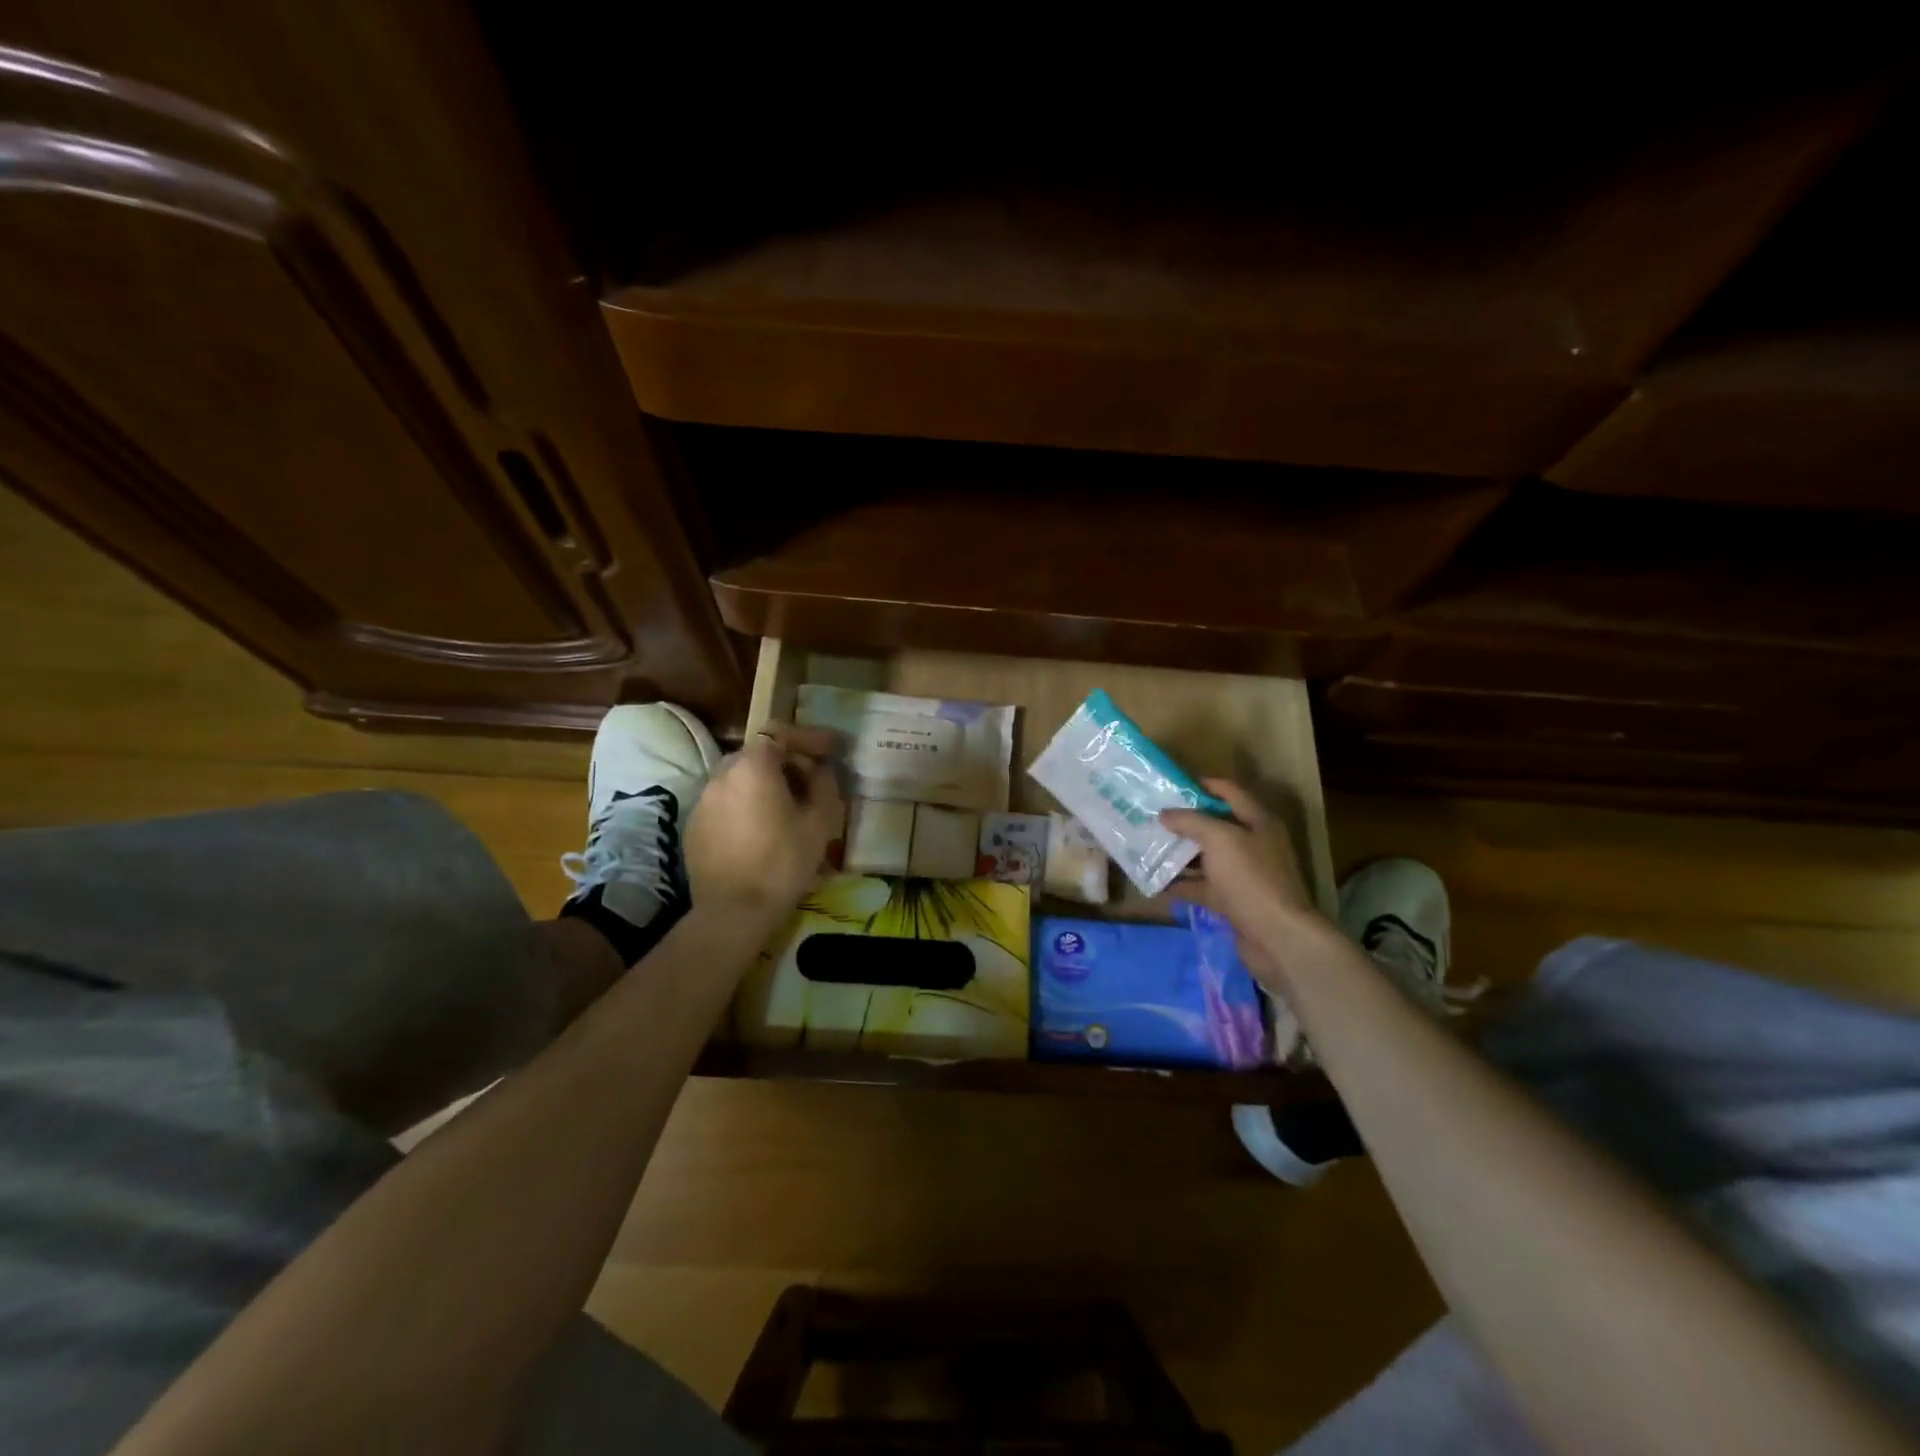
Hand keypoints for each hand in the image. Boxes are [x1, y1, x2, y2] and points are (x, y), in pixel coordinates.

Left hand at [686, 722, 843, 919]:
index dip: (811, 739)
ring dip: (766, 784)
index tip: (834, 749)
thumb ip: (824, 784)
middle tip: (813, 782)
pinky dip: (746, 805)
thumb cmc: (783, 862)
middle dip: (788, 762)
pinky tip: (762, 830)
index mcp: (753, 766)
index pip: (782, 734)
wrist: (734, 911)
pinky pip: (726, 802)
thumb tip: (820, 770)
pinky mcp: (694, 824)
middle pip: (760, 754)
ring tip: (788, 808)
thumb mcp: (820, 822)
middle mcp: (722, 773)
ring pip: (741, 779)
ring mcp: (703, 799)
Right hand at [1161, 780, 1324, 984]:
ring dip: (1180, 853)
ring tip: (1148, 846)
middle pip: (1216, 825)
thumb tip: (1165, 814)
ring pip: (1207, 857)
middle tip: (1153, 817)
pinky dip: (1183, 884)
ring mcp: (1244, 875)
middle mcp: (1254, 844)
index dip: (1203, 785)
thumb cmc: (1250, 878)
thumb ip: (1191, 821)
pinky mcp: (1234, 901)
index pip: (1230, 792)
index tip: (1172, 786)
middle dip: (1185, 821)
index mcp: (1258, 822)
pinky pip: (1204, 886)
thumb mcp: (1219, 839)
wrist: (1277, 937)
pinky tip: (1157, 882)